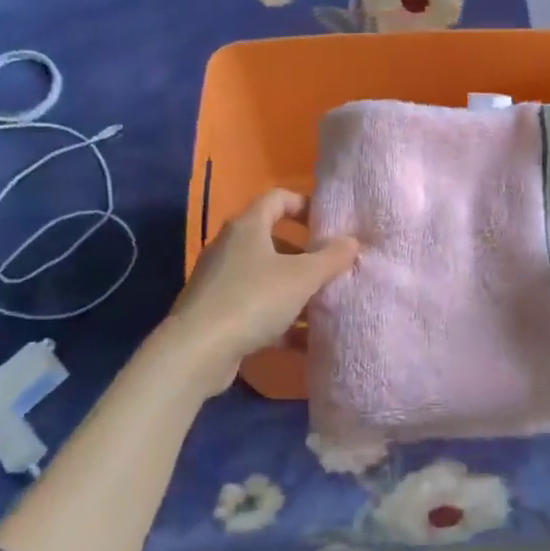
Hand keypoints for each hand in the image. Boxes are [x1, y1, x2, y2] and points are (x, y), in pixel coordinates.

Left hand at [164, 189, 358, 394]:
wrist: (197, 351)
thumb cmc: (253, 299)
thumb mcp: (302, 277)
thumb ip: (331, 258)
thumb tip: (352, 241)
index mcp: (247, 227)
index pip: (278, 198)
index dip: (305, 205)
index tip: (329, 224)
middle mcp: (231, 247)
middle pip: (273, 240)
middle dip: (305, 254)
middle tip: (332, 268)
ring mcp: (221, 281)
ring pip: (266, 277)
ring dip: (295, 289)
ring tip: (324, 305)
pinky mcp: (218, 313)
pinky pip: (256, 307)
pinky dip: (280, 319)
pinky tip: (304, 340)